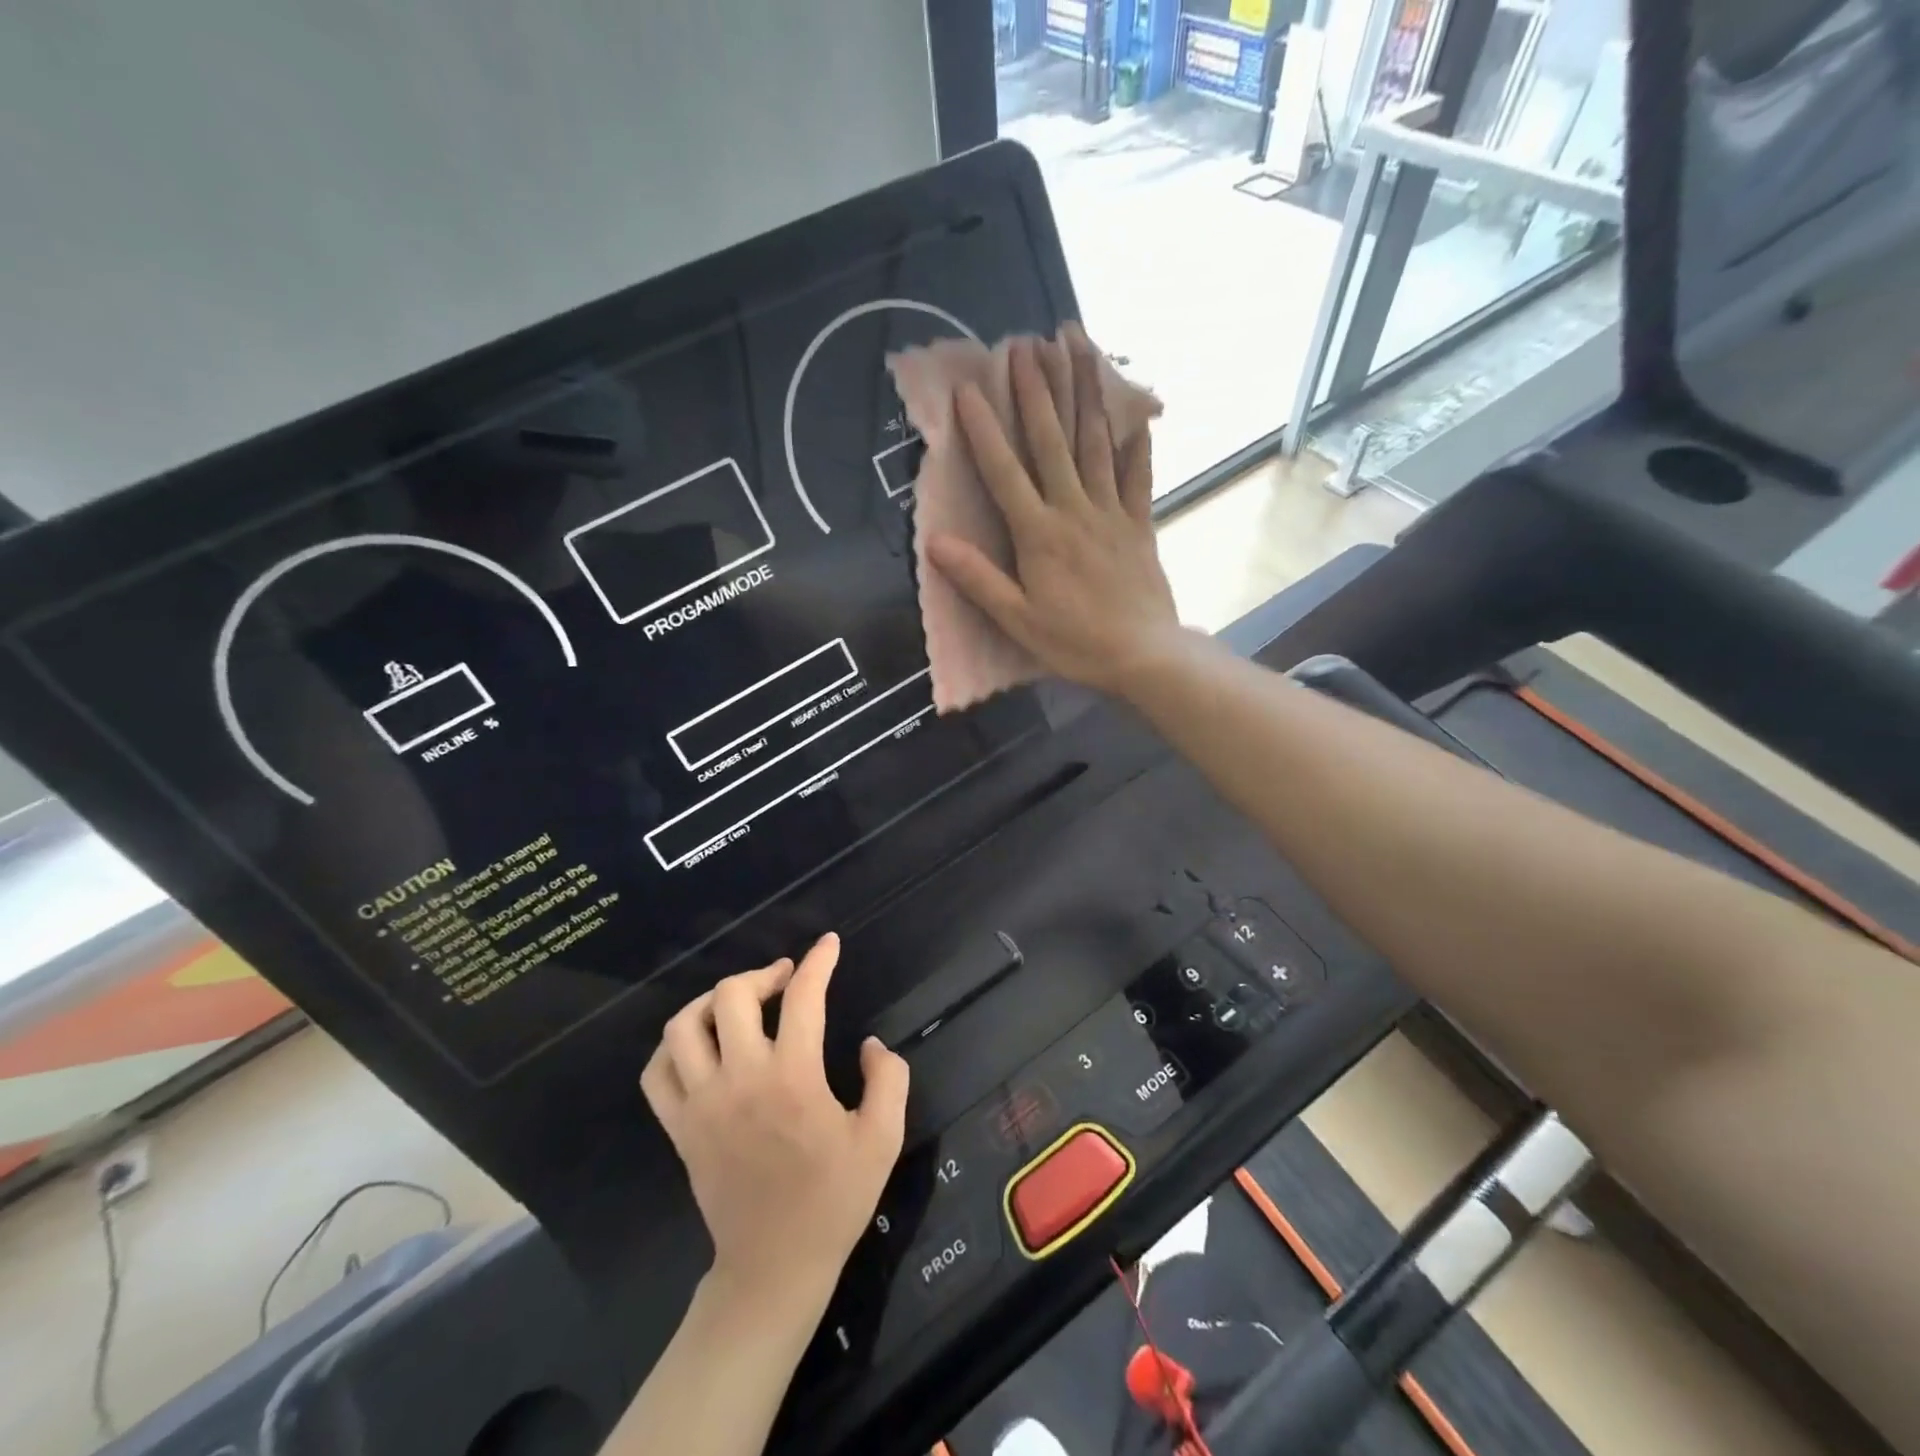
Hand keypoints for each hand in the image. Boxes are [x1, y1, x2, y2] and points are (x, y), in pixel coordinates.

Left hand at [640, 933, 909, 1308]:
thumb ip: (889, 1080)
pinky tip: (699, 1043)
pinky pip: (657, 1073)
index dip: (818, 962)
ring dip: (713, 1001)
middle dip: (762, 974)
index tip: (828, 945)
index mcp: (793, 1079)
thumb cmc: (834, 1201)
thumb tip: (872, 1045)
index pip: (802, 997)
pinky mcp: (679, 1129)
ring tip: (739, 1004)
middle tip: (785, 980)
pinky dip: (673, 1046)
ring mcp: (702, 1105)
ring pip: (684, 1027)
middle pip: (732, 997)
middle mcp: (741, 1080)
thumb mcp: (883, 1140)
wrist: (774, 1267)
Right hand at [923, 328, 1185, 696]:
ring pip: (1095, 445)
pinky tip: (1136, 413)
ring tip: (1078, 351)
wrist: (1143, 656)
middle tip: (1025, 346)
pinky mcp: (1140, 524)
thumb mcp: (1017, 620)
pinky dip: (1136, 444)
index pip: (1005, 472)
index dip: (985, 430)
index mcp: (1039, 534)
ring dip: (1084, 395)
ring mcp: (1112, 513)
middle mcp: (1074, 510)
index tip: (969, 389)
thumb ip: (978, 578)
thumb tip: (934, 543)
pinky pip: (1138, 476)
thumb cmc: (1074, 643)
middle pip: (1052, 442)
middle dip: (1036, 392)